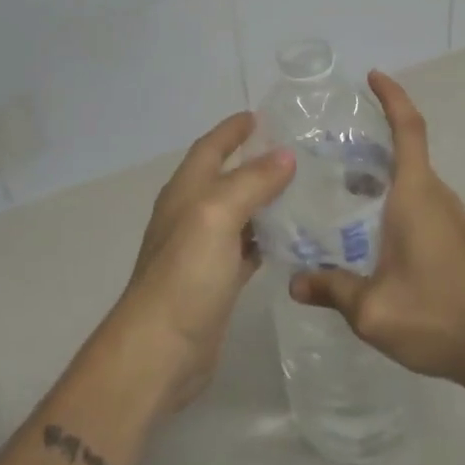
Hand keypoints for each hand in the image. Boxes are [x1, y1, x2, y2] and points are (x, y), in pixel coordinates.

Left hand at [116, 112, 293, 410]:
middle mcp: (192, 215)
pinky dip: (267, 237)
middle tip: (295, 151)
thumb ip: (251, 182)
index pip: (210, 148)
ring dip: (264, 199)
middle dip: (254, 161)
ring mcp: (203, 250)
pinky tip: (293, 238)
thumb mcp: (217, 216)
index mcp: (186, 191)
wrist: (161, 350)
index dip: (231, 130)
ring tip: (303, 188)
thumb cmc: (185, 274)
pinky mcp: (217, 281)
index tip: (260, 115)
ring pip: (239, 212)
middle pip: (225, 177)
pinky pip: (246, 247)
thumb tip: (285, 155)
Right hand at [291, 71, 464, 391]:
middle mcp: (436, 196)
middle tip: (328, 144)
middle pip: (406, 151)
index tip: (373, 76)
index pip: (408, 129)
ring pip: (412, 181)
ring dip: (380, 174)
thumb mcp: (373, 310)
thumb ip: (332, 290)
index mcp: (416, 195)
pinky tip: (369, 230)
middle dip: (372, 138)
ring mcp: (452, 218)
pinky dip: (393, 199)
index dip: (392, 97)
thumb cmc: (438, 316)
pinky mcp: (458, 240)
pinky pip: (420, 203)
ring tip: (339, 186)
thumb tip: (295, 284)